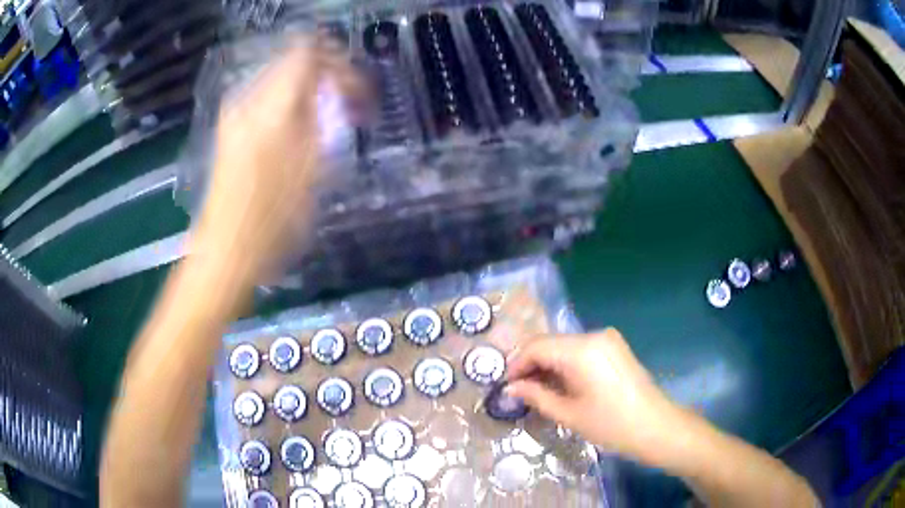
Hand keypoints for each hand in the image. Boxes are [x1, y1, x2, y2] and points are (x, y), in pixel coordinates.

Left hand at [193, 40, 361, 280]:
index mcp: (271, 105)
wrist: (226, 251)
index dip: (338, 63)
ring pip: (280, 80)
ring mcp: (235, 114)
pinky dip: (290, 106)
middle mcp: (248, 99)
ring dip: (309, 92)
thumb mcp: (312, 167)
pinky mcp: (230, 130)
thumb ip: (324, 115)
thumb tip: (334, 86)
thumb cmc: (273, 219)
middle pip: (293, 61)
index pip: (307, 52)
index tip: (355, 91)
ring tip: (328, 121)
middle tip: (348, 107)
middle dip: (326, 77)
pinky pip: (266, 100)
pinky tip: (301, 132)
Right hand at [506, 328, 681, 466]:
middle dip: (531, 364)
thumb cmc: (610, 424)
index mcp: (581, 350)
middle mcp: (594, 335)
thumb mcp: (568, 413)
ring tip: (538, 390)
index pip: (536, 346)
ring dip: (548, 364)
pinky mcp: (615, 347)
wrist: (656, 426)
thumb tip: (511, 387)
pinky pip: (581, 349)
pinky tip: (561, 384)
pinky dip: (566, 363)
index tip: (506, 385)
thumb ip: (536, 396)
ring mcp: (607, 339)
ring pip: (565, 346)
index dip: (516, 364)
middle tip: (519, 390)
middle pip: (550, 343)